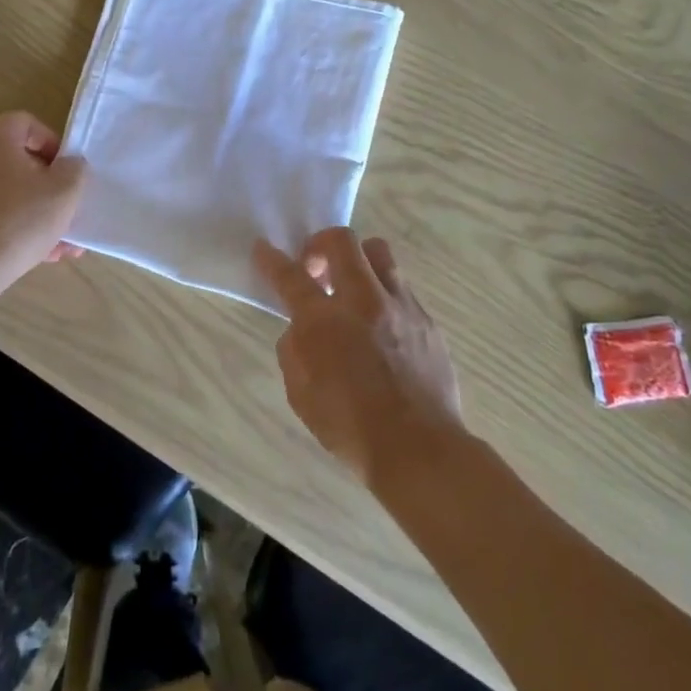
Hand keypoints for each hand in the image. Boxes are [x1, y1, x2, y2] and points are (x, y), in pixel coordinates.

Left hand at [0, 112, 86, 282]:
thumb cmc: (19, 219)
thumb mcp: (65, 190)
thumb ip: (75, 168)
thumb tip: (68, 165)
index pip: (29, 125)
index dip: (55, 147)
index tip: (69, 175)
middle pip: (18, 161)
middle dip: (48, 188)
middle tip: (68, 211)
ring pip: (6, 191)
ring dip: (35, 211)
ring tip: (60, 244)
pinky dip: (12, 224)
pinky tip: (38, 254)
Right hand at [254, 227, 464, 488]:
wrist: (418, 449)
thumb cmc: (350, 427)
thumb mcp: (300, 392)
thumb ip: (295, 349)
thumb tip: (303, 328)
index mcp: (324, 321)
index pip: (290, 276)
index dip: (271, 259)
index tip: (263, 248)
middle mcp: (364, 301)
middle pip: (342, 241)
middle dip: (320, 244)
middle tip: (315, 270)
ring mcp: (401, 306)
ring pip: (379, 253)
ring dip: (358, 262)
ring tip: (351, 289)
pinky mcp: (427, 320)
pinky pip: (401, 288)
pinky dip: (383, 295)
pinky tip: (381, 326)